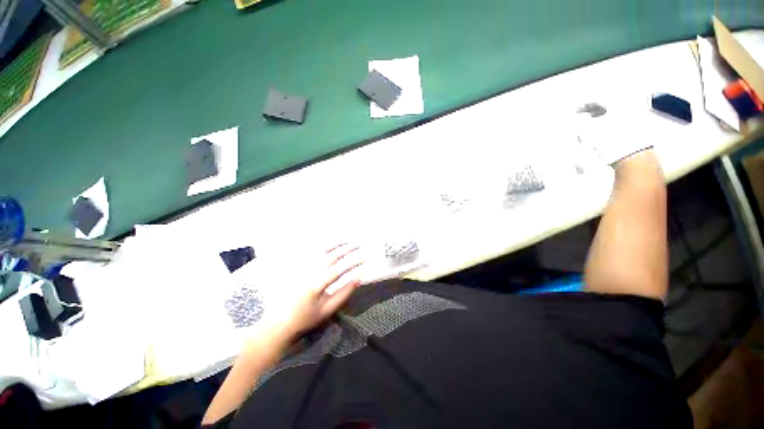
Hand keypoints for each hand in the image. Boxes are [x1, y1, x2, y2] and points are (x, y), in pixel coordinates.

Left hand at [257, 244, 364, 339]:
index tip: (364, 260)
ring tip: (347, 241)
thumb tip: (358, 278)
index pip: (339, 270)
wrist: (280, 321)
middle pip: (331, 256)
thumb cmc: (306, 317)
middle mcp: (309, 272)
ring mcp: (302, 268)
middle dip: (347, 250)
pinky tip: (330, 244)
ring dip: (336, 245)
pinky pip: (311, 252)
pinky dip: (323, 247)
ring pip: (321, 251)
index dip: (353, 263)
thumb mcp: (328, 309)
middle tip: (358, 246)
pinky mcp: (297, 267)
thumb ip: (344, 293)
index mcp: (317, 285)